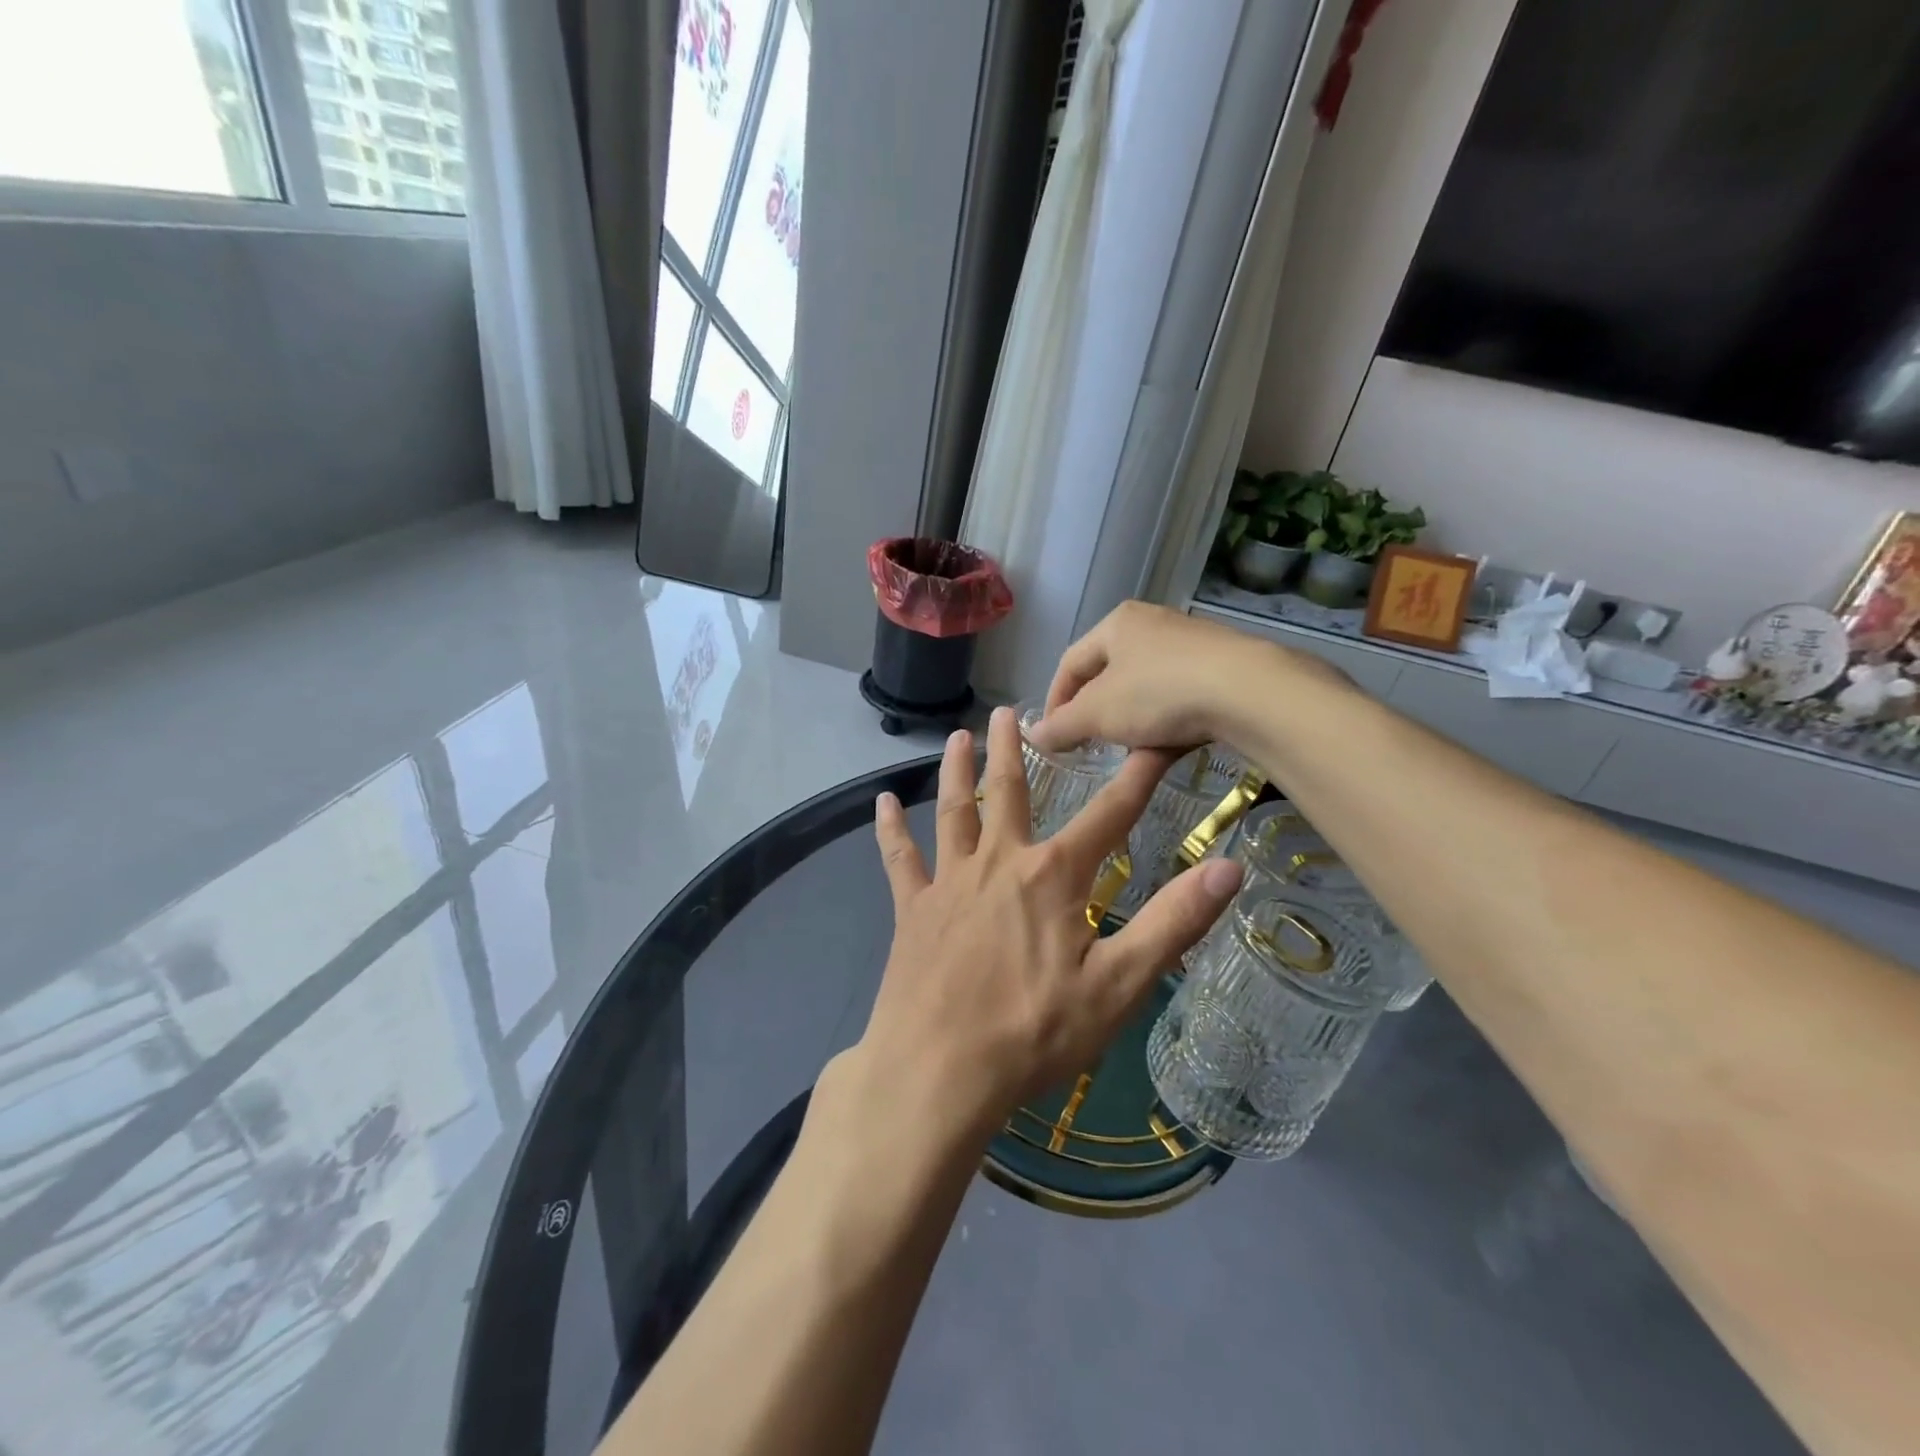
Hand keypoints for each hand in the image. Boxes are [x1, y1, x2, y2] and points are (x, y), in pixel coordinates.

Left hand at [858, 706, 1243, 1138]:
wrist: (938, 1071)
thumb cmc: (1034, 1032)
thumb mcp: (1118, 984)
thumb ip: (1173, 922)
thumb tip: (1230, 868)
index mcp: (1054, 877)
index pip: (1109, 816)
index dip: (1137, 778)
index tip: (1154, 741)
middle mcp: (1000, 863)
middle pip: (1011, 794)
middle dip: (1015, 750)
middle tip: (1012, 710)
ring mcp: (950, 883)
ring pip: (955, 812)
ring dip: (958, 771)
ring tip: (959, 736)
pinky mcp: (913, 909)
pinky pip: (900, 859)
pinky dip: (891, 830)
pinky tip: (881, 803)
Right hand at [1026, 601, 1295, 754]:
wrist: (1248, 691)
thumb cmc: (1158, 693)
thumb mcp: (1098, 714)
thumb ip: (1061, 726)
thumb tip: (1032, 736)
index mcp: (1116, 623)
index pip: (1070, 663)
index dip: (1055, 701)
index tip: (1052, 738)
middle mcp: (1152, 623)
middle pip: (1108, 673)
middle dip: (1095, 712)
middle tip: (1089, 744)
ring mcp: (1192, 642)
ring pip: (1145, 686)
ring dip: (1130, 719)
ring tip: (1128, 750)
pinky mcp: (1223, 665)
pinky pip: (1179, 694)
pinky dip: (1165, 720)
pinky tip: (1168, 744)